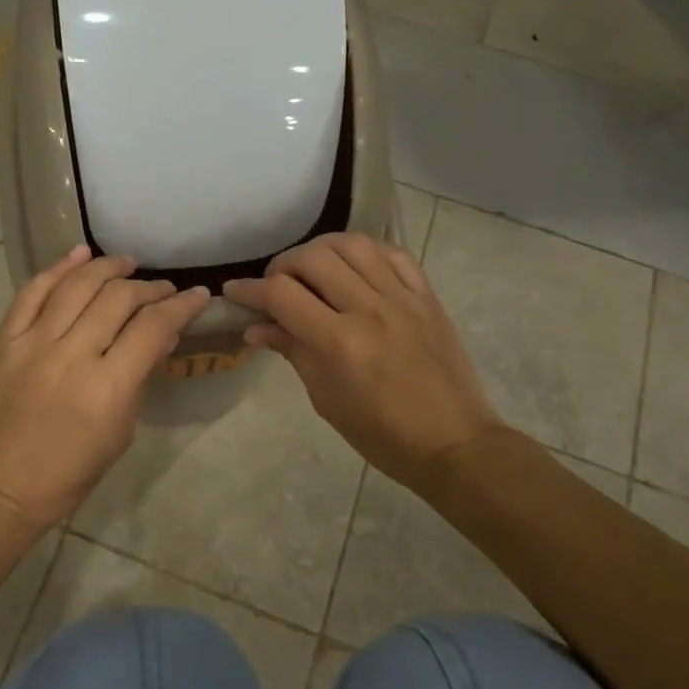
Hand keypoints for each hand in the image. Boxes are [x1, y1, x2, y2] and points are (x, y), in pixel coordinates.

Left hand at [0, 246, 210, 529]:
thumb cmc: (69, 473)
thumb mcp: (120, 432)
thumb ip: (139, 378)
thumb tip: (159, 336)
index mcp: (108, 387)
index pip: (153, 327)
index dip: (182, 306)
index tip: (198, 296)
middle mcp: (72, 354)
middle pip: (118, 299)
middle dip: (150, 288)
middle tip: (163, 289)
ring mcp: (32, 343)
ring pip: (76, 285)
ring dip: (107, 268)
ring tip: (126, 263)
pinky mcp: (3, 341)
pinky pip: (32, 292)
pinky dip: (57, 268)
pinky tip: (79, 255)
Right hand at [224, 233, 503, 491]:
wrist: (454, 444)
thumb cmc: (381, 434)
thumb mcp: (326, 399)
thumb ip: (292, 352)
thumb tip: (255, 327)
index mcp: (339, 343)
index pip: (281, 295)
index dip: (250, 289)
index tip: (234, 291)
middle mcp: (369, 310)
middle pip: (313, 258)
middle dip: (283, 265)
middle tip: (276, 284)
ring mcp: (403, 299)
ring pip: (353, 245)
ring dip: (322, 249)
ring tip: (313, 268)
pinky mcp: (427, 297)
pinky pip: (394, 254)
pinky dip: (366, 252)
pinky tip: (354, 267)